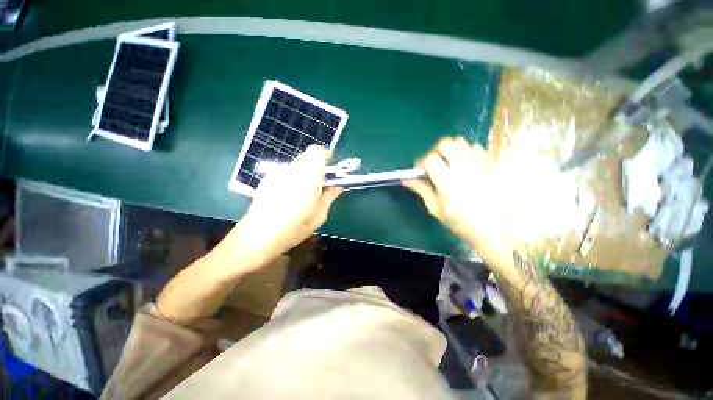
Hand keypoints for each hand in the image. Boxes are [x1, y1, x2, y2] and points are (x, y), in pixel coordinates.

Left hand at [223, 146, 342, 272]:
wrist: (259, 235)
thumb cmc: (294, 228)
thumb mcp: (319, 216)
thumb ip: (330, 197)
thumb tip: (337, 187)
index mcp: (309, 178)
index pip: (317, 151)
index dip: (325, 157)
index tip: (329, 170)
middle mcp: (293, 170)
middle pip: (307, 156)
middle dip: (315, 166)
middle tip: (318, 183)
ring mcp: (278, 172)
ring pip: (296, 163)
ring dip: (303, 172)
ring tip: (301, 192)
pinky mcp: (267, 178)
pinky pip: (285, 170)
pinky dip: (291, 177)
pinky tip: (287, 195)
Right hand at [402, 137, 509, 264]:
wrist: (496, 228)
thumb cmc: (461, 222)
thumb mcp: (436, 208)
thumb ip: (421, 190)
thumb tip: (406, 179)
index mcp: (447, 180)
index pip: (430, 158)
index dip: (421, 163)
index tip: (420, 172)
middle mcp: (464, 166)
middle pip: (445, 143)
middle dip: (435, 152)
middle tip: (434, 166)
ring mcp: (480, 162)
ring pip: (460, 142)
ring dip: (450, 150)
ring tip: (450, 164)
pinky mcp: (491, 163)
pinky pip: (475, 147)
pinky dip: (466, 152)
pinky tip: (466, 165)